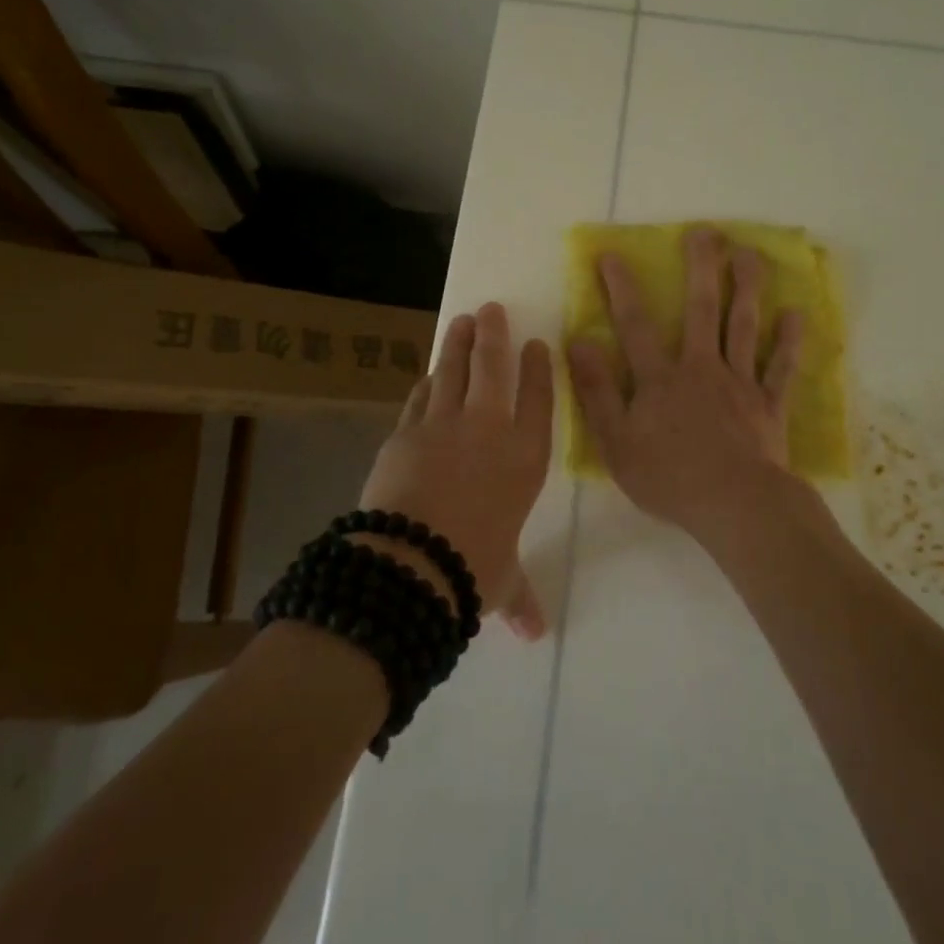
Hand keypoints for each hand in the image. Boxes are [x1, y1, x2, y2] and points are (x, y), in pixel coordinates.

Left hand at [360, 301, 552, 638]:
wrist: (411, 564)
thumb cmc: (473, 569)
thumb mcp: (502, 581)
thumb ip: (519, 596)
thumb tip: (534, 633)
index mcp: (525, 458)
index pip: (539, 399)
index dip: (538, 368)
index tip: (538, 344)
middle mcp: (489, 431)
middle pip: (493, 368)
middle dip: (494, 336)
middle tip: (492, 310)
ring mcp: (443, 426)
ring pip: (453, 372)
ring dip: (458, 345)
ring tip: (463, 322)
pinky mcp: (405, 432)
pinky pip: (419, 399)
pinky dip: (426, 384)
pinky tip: (428, 375)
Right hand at [567, 227, 804, 537]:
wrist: (735, 506)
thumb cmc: (669, 478)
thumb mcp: (616, 441)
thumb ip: (597, 391)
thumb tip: (579, 342)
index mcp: (661, 379)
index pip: (636, 325)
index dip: (622, 289)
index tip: (613, 254)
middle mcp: (701, 369)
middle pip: (701, 310)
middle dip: (701, 268)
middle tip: (706, 232)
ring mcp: (740, 383)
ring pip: (744, 327)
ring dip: (747, 288)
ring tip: (750, 254)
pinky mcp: (769, 405)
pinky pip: (781, 368)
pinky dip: (790, 342)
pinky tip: (797, 314)